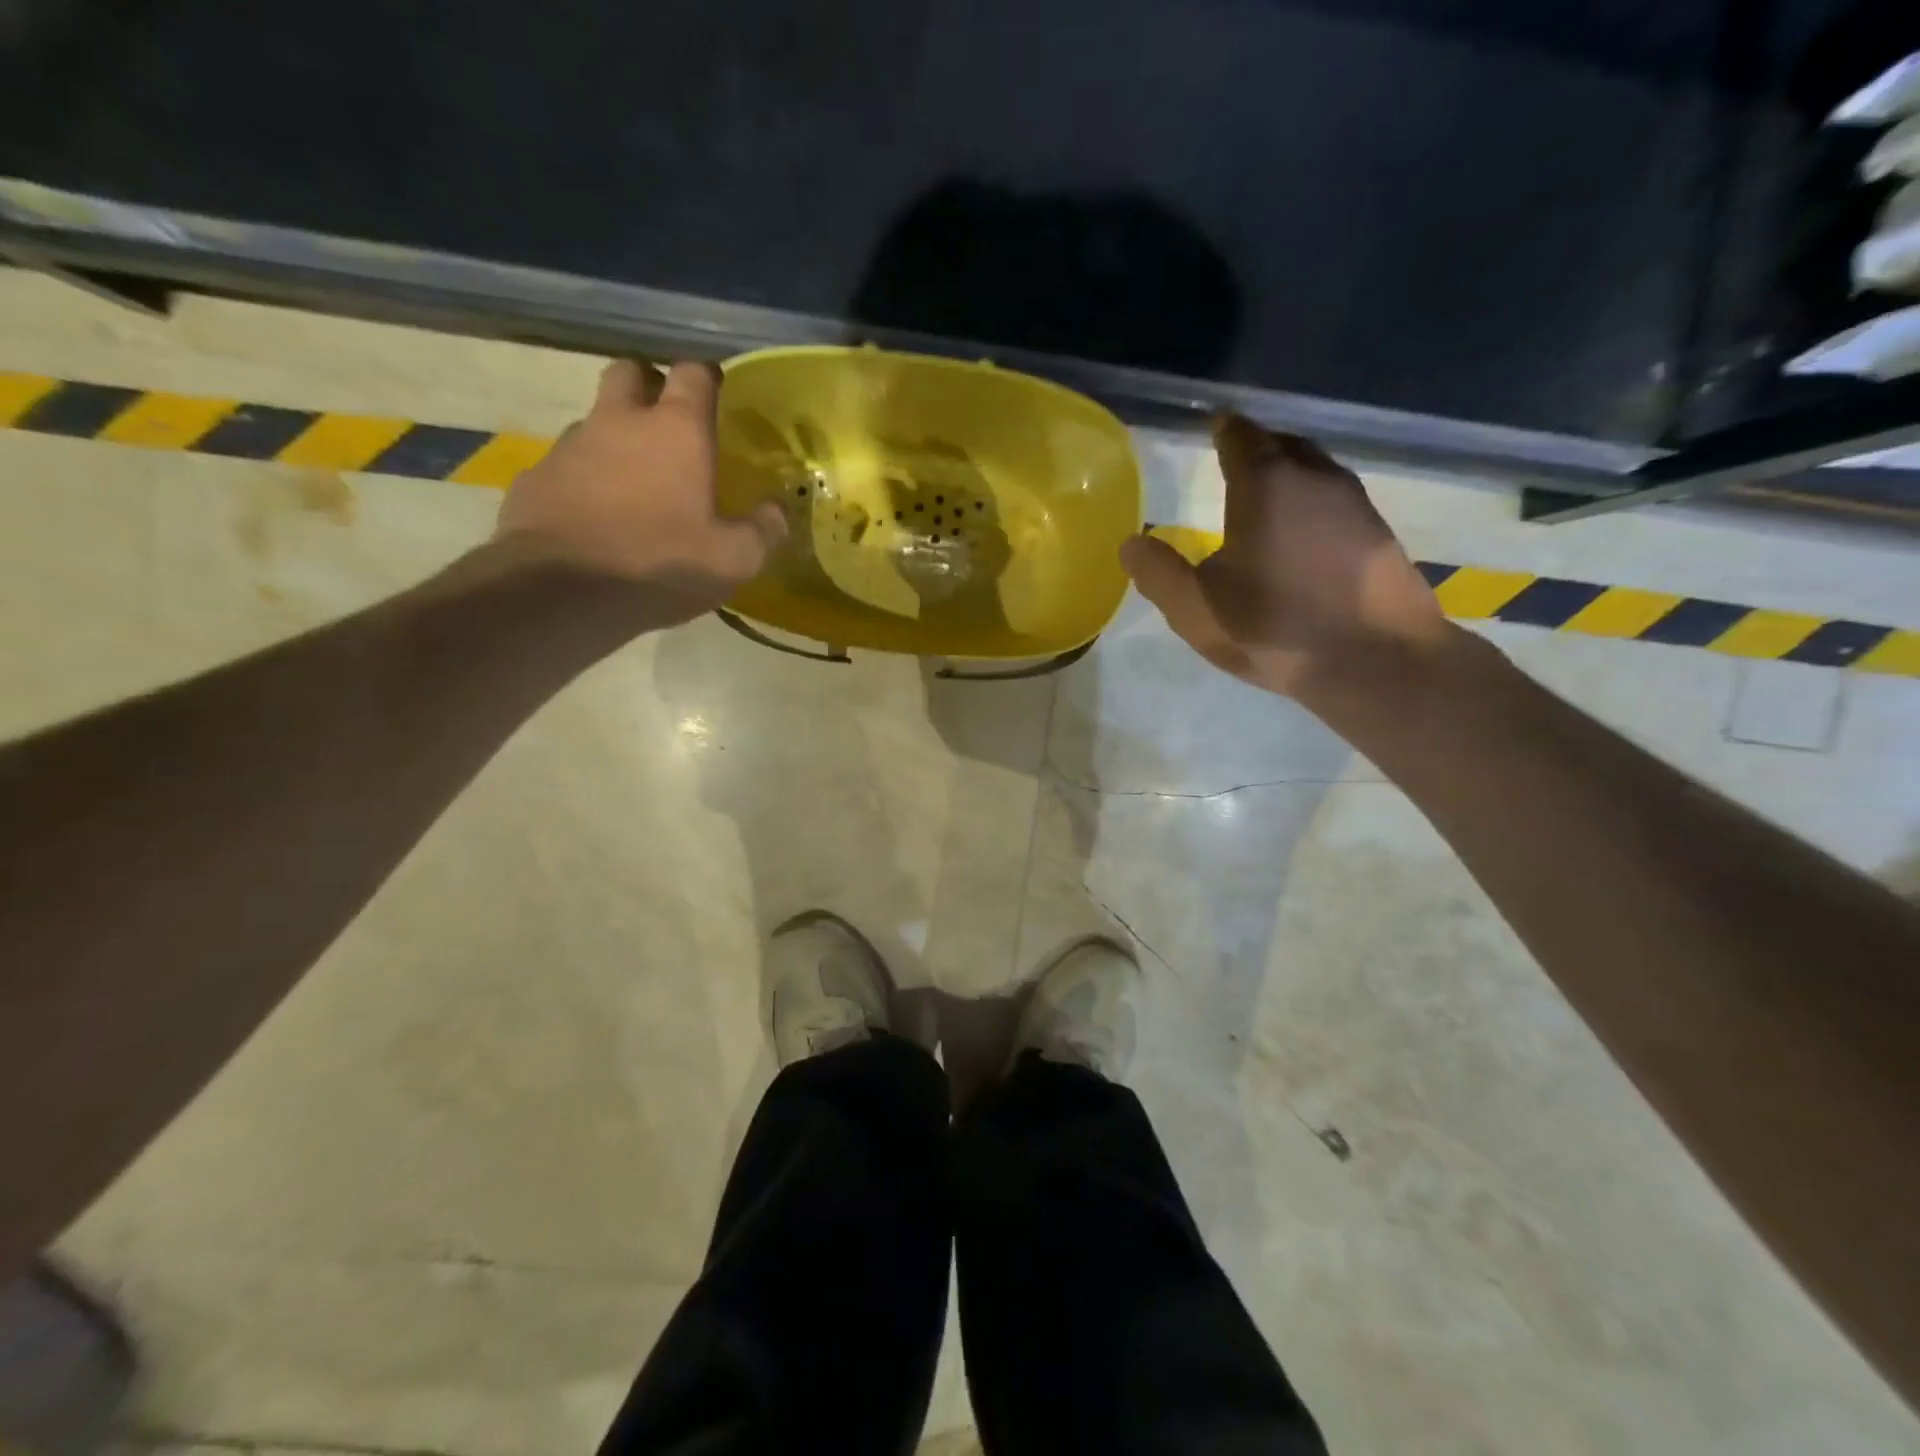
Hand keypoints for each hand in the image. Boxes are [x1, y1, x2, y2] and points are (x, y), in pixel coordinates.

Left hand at [495, 359, 785, 629]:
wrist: (561, 591)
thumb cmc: (660, 564)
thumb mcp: (734, 560)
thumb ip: (764, 531)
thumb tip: (777, 511)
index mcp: (676, 431)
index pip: (694, 373)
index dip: (708, 379)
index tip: (720, 396)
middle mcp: (620, 421)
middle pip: (631, 372)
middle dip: (650, 386)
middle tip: (668, 422)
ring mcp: (571, 445)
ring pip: (596, 419)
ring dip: (615, 436)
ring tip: (633, 480)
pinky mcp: (536, 477)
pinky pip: (567, 463)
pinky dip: (585, 477)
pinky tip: (596, 515)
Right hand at [1119, 414, 1452, 701]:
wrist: (1376, 662)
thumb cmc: (1275, 628)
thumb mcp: (1196, 609)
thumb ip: (1158, 573)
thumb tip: (1131, 544)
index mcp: (1266, 484)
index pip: (1241, 437)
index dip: (1223, 430)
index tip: (1213, 426)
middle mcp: (1315, 478)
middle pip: (1282, 445)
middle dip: (1257, 447)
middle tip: (1233, 460)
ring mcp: (1355, 503)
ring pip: (1314, 470)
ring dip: (1288, 473)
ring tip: (1264, 495)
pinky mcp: (1378, 532)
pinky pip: (1335, 499)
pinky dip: (1311, 502)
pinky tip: (1301, 533)